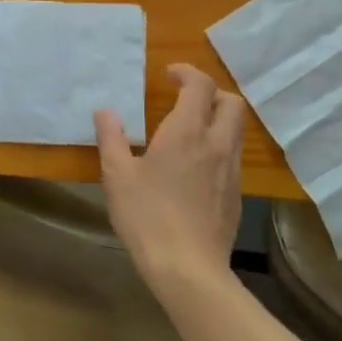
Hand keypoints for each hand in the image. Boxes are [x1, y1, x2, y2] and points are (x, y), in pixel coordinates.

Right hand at [95, 64, 246, 298]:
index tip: (169, 75)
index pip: (201, 85)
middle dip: (211, 93)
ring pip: (236, 130)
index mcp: (187, 132)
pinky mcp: (236, 195)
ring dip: (218, 120)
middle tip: (186, 99)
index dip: (187, 73)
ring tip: (190, 132)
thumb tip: (105, 111)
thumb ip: (111, 138)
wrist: (188, 267)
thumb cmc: (147, 216)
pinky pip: (233, 157)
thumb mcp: (117, 176)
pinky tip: (196, 168)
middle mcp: (216, 144)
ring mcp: (231, 170)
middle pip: (231, 103)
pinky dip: (219, 148)